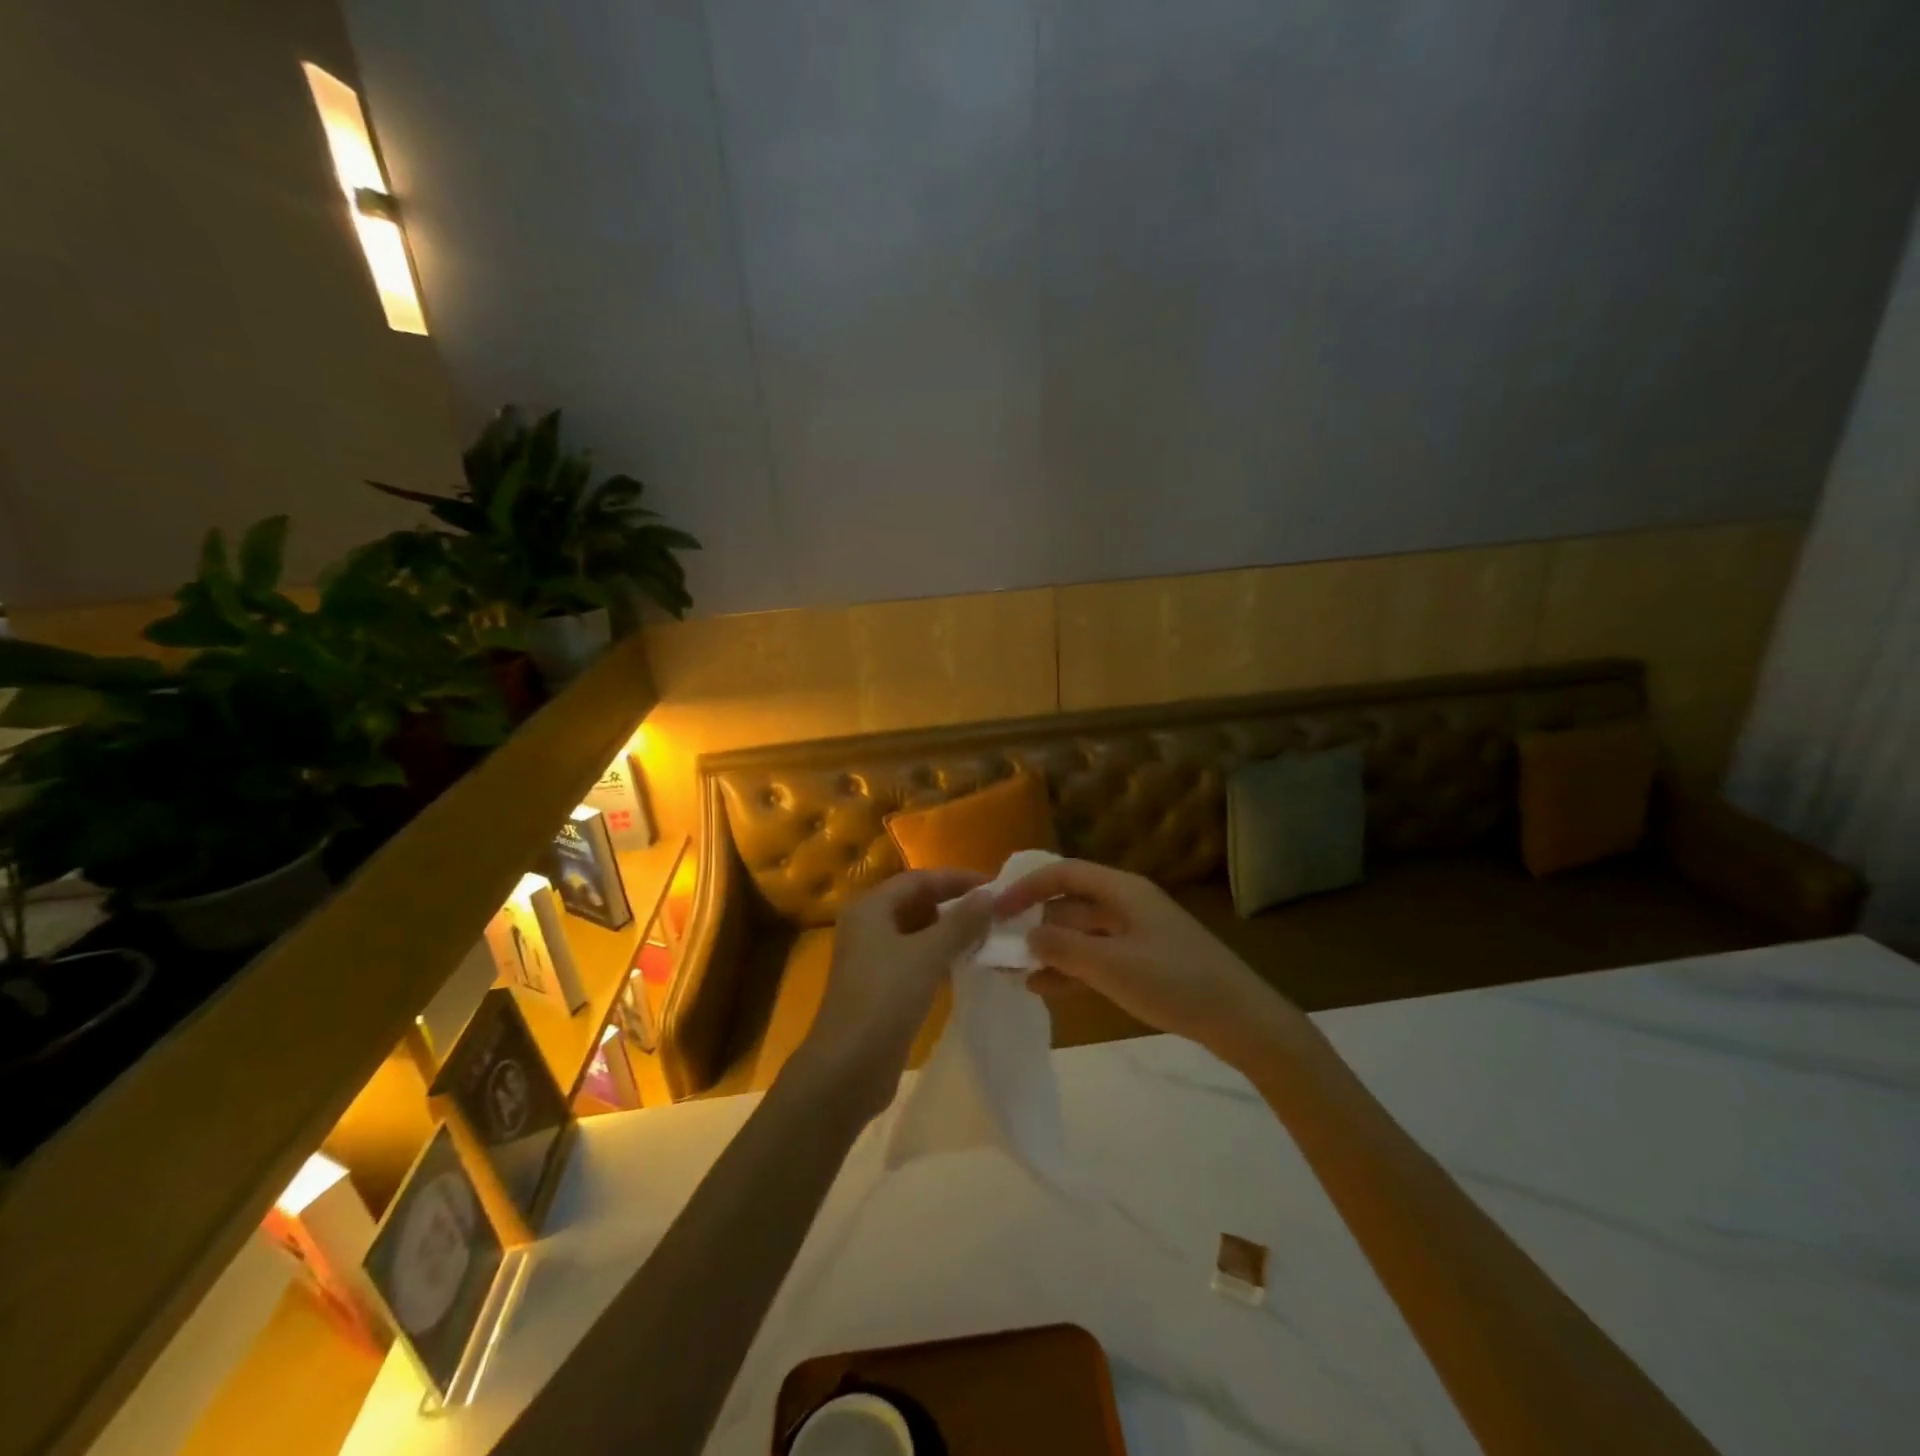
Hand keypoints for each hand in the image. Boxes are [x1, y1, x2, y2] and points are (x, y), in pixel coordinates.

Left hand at [791, 869, 993, 1118]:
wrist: (847, 1068)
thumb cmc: (884, 999)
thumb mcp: (927, 955)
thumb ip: (960, 923)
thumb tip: (989, 895)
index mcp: (870, 907)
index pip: (920, 879)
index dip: (958, 880)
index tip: (996, 887)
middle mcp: (868, 926)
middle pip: (918, 903)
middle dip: (956, 906)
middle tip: (997, 912)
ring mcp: (873, 958)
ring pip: (919, 933)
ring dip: (951, 933)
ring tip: (990, 936)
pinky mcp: (882, 987)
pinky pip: (917, 960)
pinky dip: (941, 957)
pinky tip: (969, 965)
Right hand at [996, 858, 1297, 1065]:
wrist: (1242, 1020)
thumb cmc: (1174, 982)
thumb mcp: (1111, 966)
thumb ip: (1063, 949)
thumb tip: (1028, 937)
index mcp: (1122, 890)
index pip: (1063, 873)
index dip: (1026, 887)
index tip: (996, 910)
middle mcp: (1127, 903)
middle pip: (1070, 902)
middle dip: (1034, 921)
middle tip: (999, 944)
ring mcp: (1137, 933)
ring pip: (1081, 932)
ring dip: (1049, 948)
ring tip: (1013, 969)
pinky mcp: (1145, 961)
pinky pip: (1097, 956)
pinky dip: (1071, 968)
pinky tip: (1044, 987)